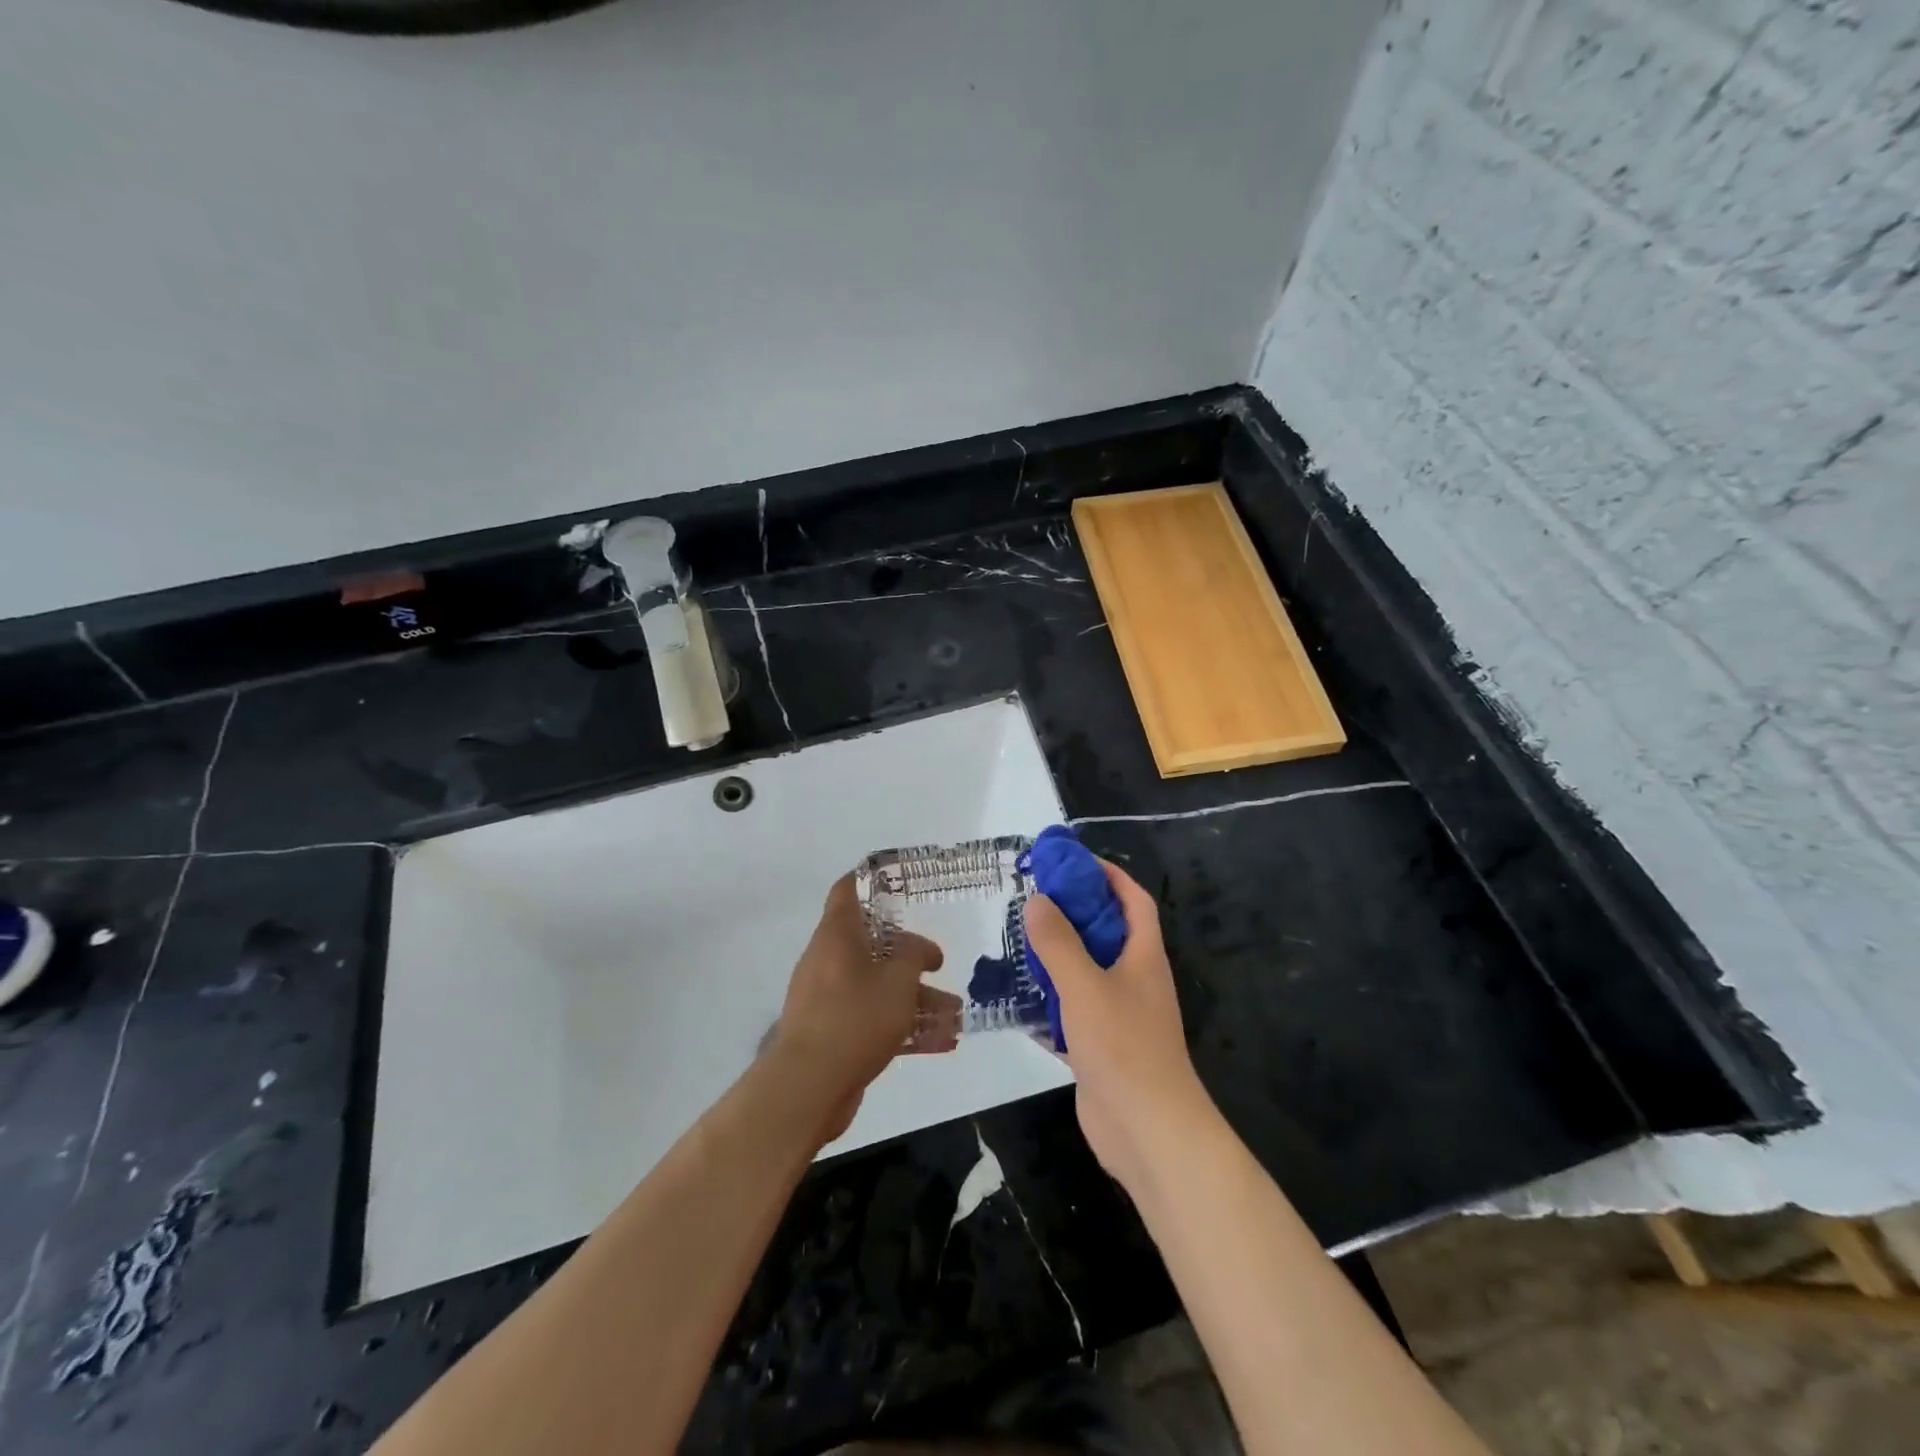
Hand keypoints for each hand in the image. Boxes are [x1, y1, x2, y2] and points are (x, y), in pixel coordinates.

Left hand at [766, 874, 960, 1144]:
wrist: (808, 1086)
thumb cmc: (855, 1017)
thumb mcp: (897, 980)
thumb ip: (913, 955)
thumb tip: (919, 947)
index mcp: (837, 936)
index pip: (848, 892)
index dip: (870, 881)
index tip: (898, 881)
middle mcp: (829, 961)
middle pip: (872, 947)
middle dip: (910, 958)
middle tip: (940, 965)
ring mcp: (828, 1000)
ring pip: (878, 988)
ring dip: (916, 999)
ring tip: (955, 1014)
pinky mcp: (834, 1035)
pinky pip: (874, 1021)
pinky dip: (904, 1027)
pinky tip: (943, 1042)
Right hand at [1023, 859, 1214, 1197]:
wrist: (1149, 1132)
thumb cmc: (1123, 1047)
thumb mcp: (1085, 986)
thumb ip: (1059, 943)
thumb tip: (1037, 900)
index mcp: (1143, 956)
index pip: (1133, 900)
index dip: (1109, 875)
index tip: (1072, 862)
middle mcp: (1134, 980)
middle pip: (1106, 933)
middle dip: (1074, 913)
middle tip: (1032, 900)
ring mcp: (1119, 1015)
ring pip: (1086, 972)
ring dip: (1058, 956)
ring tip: (1018, 941)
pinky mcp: (1100, 1046)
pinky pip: (1073, 1011)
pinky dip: (1050, 1001)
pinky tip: (1019, 998)